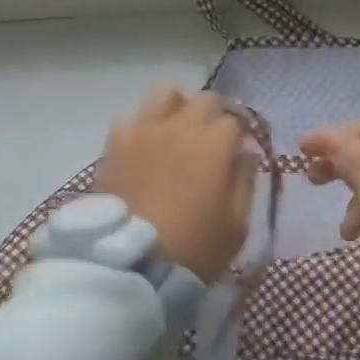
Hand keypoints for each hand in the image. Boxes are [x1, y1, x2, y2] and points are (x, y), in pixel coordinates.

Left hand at [98, 88, 254, 283]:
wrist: (131, 265)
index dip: (239, 137)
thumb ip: (245, 181)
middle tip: (211, 142)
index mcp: (215, 143)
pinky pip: (132, 118)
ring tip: (176, 133)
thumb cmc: (194, 249)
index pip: (235, 121)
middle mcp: (181, 126)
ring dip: (177, 108)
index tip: (236, 155)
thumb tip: (245, 153)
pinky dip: (143, 126)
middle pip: (204, 100)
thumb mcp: (237, 225)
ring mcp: (144, 131)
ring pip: (165, 94)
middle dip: (213, 116)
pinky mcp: (115, 144)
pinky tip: (145, 148)